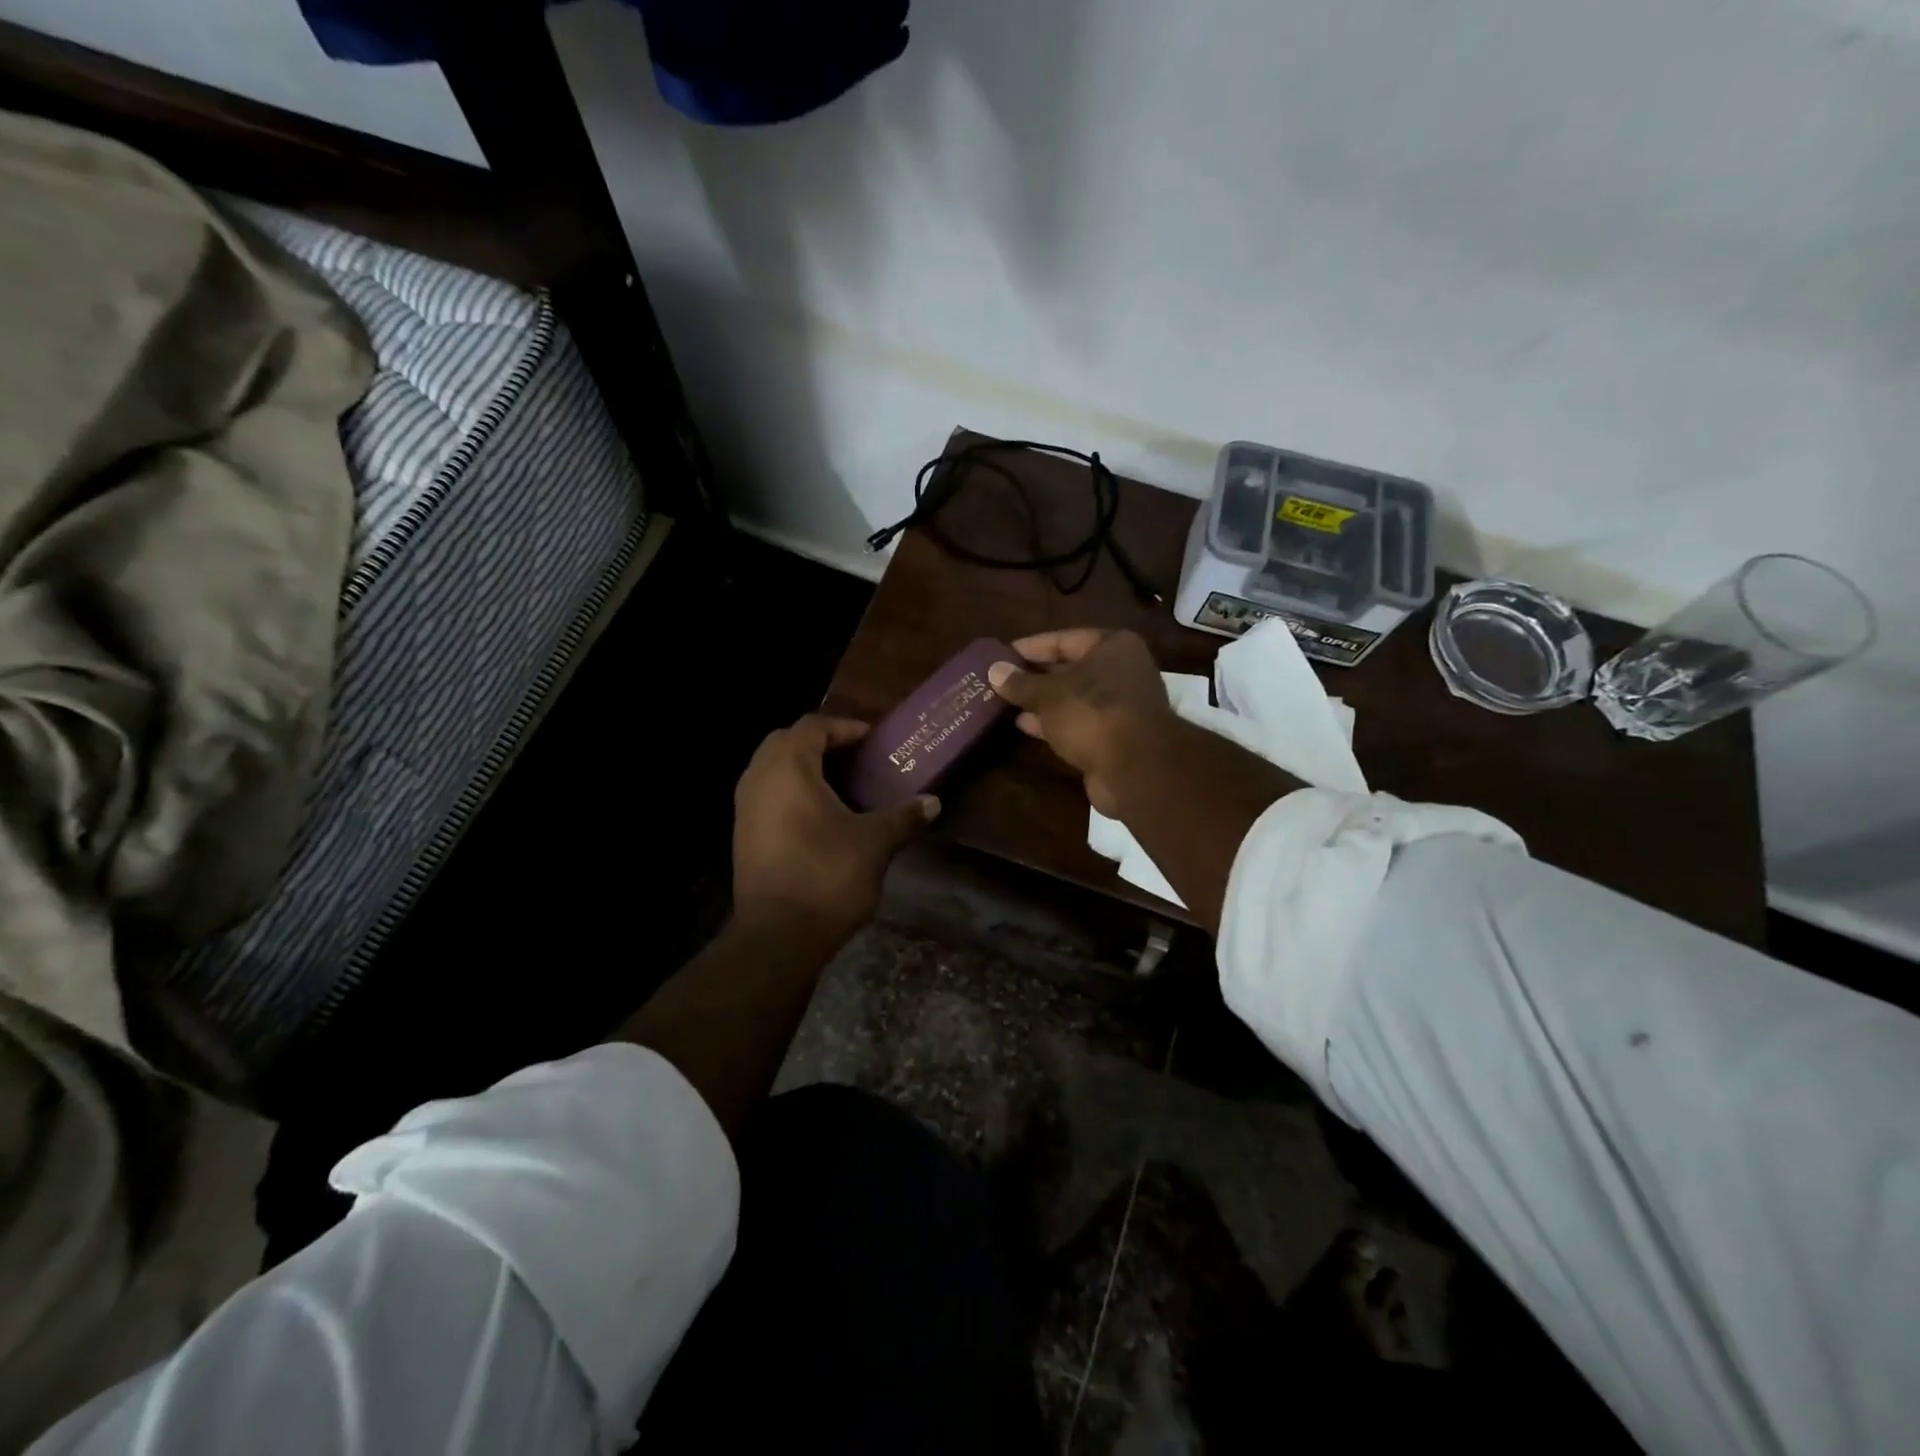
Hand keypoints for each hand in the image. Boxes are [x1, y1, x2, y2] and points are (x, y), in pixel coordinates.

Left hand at [732, 714, 937, 938]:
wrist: (778, 937)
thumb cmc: (826, 876)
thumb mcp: (874, 843)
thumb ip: (903, 816)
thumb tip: (934, 802)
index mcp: (787, 767)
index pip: (813, 726)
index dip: (846, 728)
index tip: (874, 742)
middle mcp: (758, 779)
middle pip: (786, 742)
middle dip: (821, 744)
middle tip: (856, 760)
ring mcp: (744, 809)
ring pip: (773, 770)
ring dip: (805, 770)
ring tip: (844, 787)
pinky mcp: (743, 835)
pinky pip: (768, 796)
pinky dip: (792, 794)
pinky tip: (823, 818)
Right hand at [987, 629, 1175, 815]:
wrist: (1135, 769)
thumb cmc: (1092, 713)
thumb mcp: (1049, 694)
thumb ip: (1021, 683)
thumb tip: (994, 670)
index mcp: (1113, 647)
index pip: (1063, 639)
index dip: (1030, 648)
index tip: (1000, 655)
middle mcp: (1120, 672)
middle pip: (1069, 669)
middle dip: (1034, 677)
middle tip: (998, 680)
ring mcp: (1119, 707)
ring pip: (1072, 698)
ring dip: (1040, 702)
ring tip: (1003, 702)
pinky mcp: (1113, 737)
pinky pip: (1076, 723)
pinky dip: (1052, 723)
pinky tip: (1023, 725)